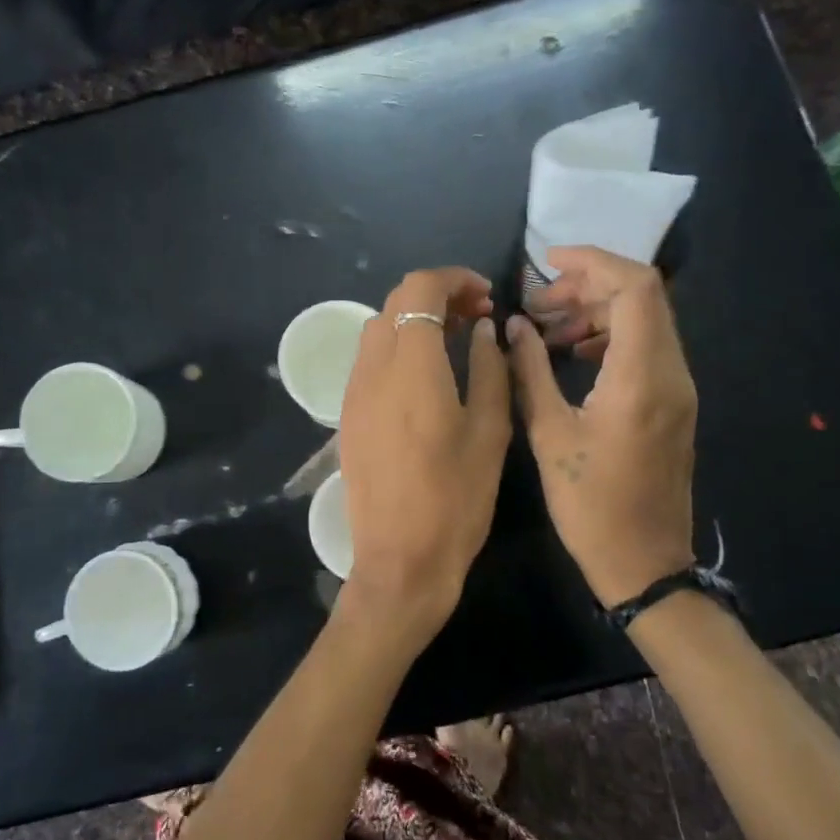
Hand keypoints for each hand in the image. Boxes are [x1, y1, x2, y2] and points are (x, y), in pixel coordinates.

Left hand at [337, 268, 510, 647]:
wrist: (399, 560)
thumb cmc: (455, 499)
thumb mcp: (490, 433)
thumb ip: (490, 370)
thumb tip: (483, 330)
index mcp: (410, 367)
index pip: (418, 289)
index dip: (453, 279)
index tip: (485, 296)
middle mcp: (372, 369)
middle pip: (395, 302)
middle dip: (436, 297)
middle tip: (477, 317)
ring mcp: (354, 392)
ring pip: (379, 329)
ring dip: (414, 321)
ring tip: (456, 342)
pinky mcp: (348, 415)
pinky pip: (370, 360)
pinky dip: (398, 347)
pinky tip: (427, 375)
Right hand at [507, 247, 696, 607]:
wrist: (645, 563)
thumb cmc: (590, 504)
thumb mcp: (549, 435)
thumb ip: (530, 371)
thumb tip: (513, 326)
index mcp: (642, 378)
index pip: (635, 288)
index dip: (593, 261)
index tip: (547, 261)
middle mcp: (671, 373)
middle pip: (643, 296)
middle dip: (588, 285)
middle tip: (538, 303)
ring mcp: (678, 388)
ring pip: (645, 320)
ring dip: (597, 310)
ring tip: (546, 329)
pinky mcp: (672, 403)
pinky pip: (646, 347)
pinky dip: (609, 336)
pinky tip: (571, 354)